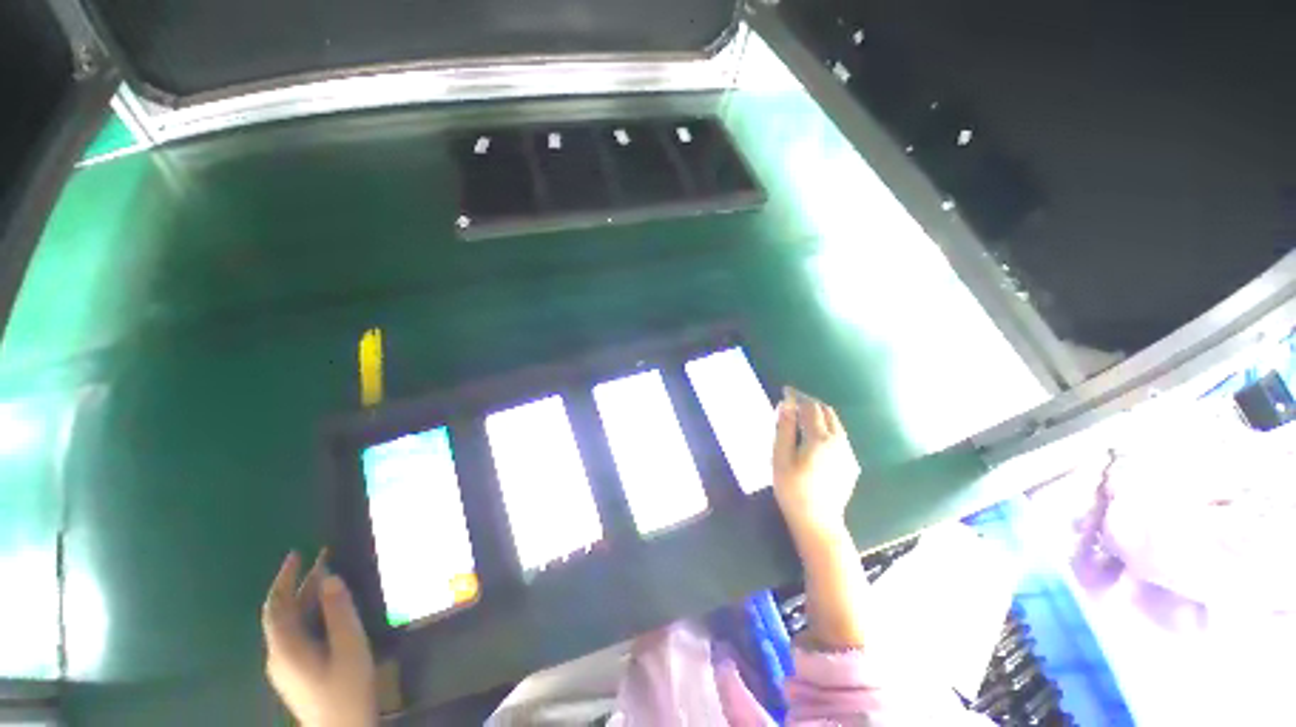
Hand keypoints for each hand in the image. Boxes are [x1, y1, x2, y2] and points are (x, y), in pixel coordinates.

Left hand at [262, 551, 376, 726]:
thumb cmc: (346, 688)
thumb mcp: (349, 646)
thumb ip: (339, 612)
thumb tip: (330, 578)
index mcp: (286, 647)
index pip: (276, 605)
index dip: (284, 578)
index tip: (297, 553)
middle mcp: (278, 654)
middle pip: (282, 613)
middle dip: (299, 584)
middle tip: (323, 558)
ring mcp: (285, 666)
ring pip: (290, 624)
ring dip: (305, 599)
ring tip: (328, 579)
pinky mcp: (295, 673)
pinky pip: (296, 634)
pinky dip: (308, 614)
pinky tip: (327, 611)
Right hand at [772, 388, 860, 537]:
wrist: (818, 523)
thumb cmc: (793, 490)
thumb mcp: (780, 458)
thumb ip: (784, 429)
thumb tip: (786, 404)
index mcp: (820, 438)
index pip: (810, 407)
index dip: (797, 396)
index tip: (786, 390)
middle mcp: (839, 441)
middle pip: (826, 412)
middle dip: (810, 402)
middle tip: (793, 402)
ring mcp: (848, 453)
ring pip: (836, 423)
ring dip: (820, 414)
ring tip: (802, 416)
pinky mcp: (851, 464)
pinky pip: (840, 437)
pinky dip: (827, 428)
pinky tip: (815, 437)